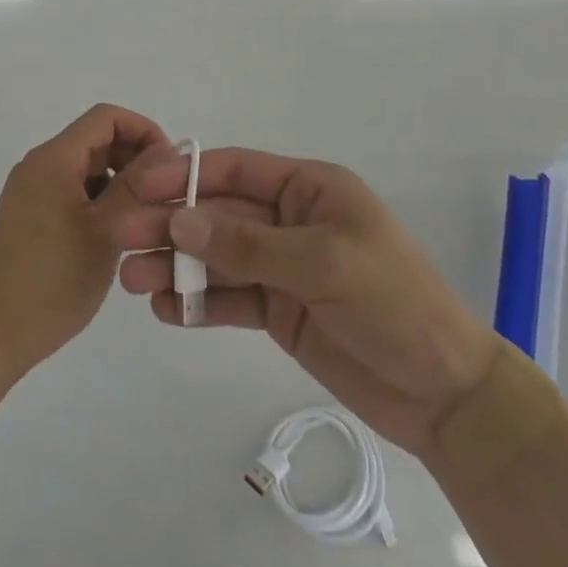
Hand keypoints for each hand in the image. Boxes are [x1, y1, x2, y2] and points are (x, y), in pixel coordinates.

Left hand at [0, 104, 171, 381]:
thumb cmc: (52, 281)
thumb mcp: (105, 231)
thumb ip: (135, 186)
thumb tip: (163, 150)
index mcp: (53, 158)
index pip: (105, 117)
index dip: (143, 130)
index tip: (170, 166)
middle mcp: (39, 165)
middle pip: (95, 140)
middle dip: (134, 158)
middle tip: (163, 196)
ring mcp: (31, 191)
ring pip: (85, 169)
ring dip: (118, 183)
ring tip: (145, 220)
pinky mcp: (28, 216)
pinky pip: (71, 191)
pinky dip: (98, 201)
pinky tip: (117, 236)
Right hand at [115, 148, 501, 455]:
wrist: (445, 394)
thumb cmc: (393, 304)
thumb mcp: (324, 264)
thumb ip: (249, 244)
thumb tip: (180, 220)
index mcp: (308, 189)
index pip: (236, 171)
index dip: (187, 175)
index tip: (141, 186)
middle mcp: (289, 220)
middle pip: (218, 215)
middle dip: (171, 225)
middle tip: (122, 239)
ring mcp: (282, 267)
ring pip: (217, 258)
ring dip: (175, 266)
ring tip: (132, 281)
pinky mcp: (279, 311)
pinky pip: (230, 299)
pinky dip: (198, 303)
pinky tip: (167, 310)